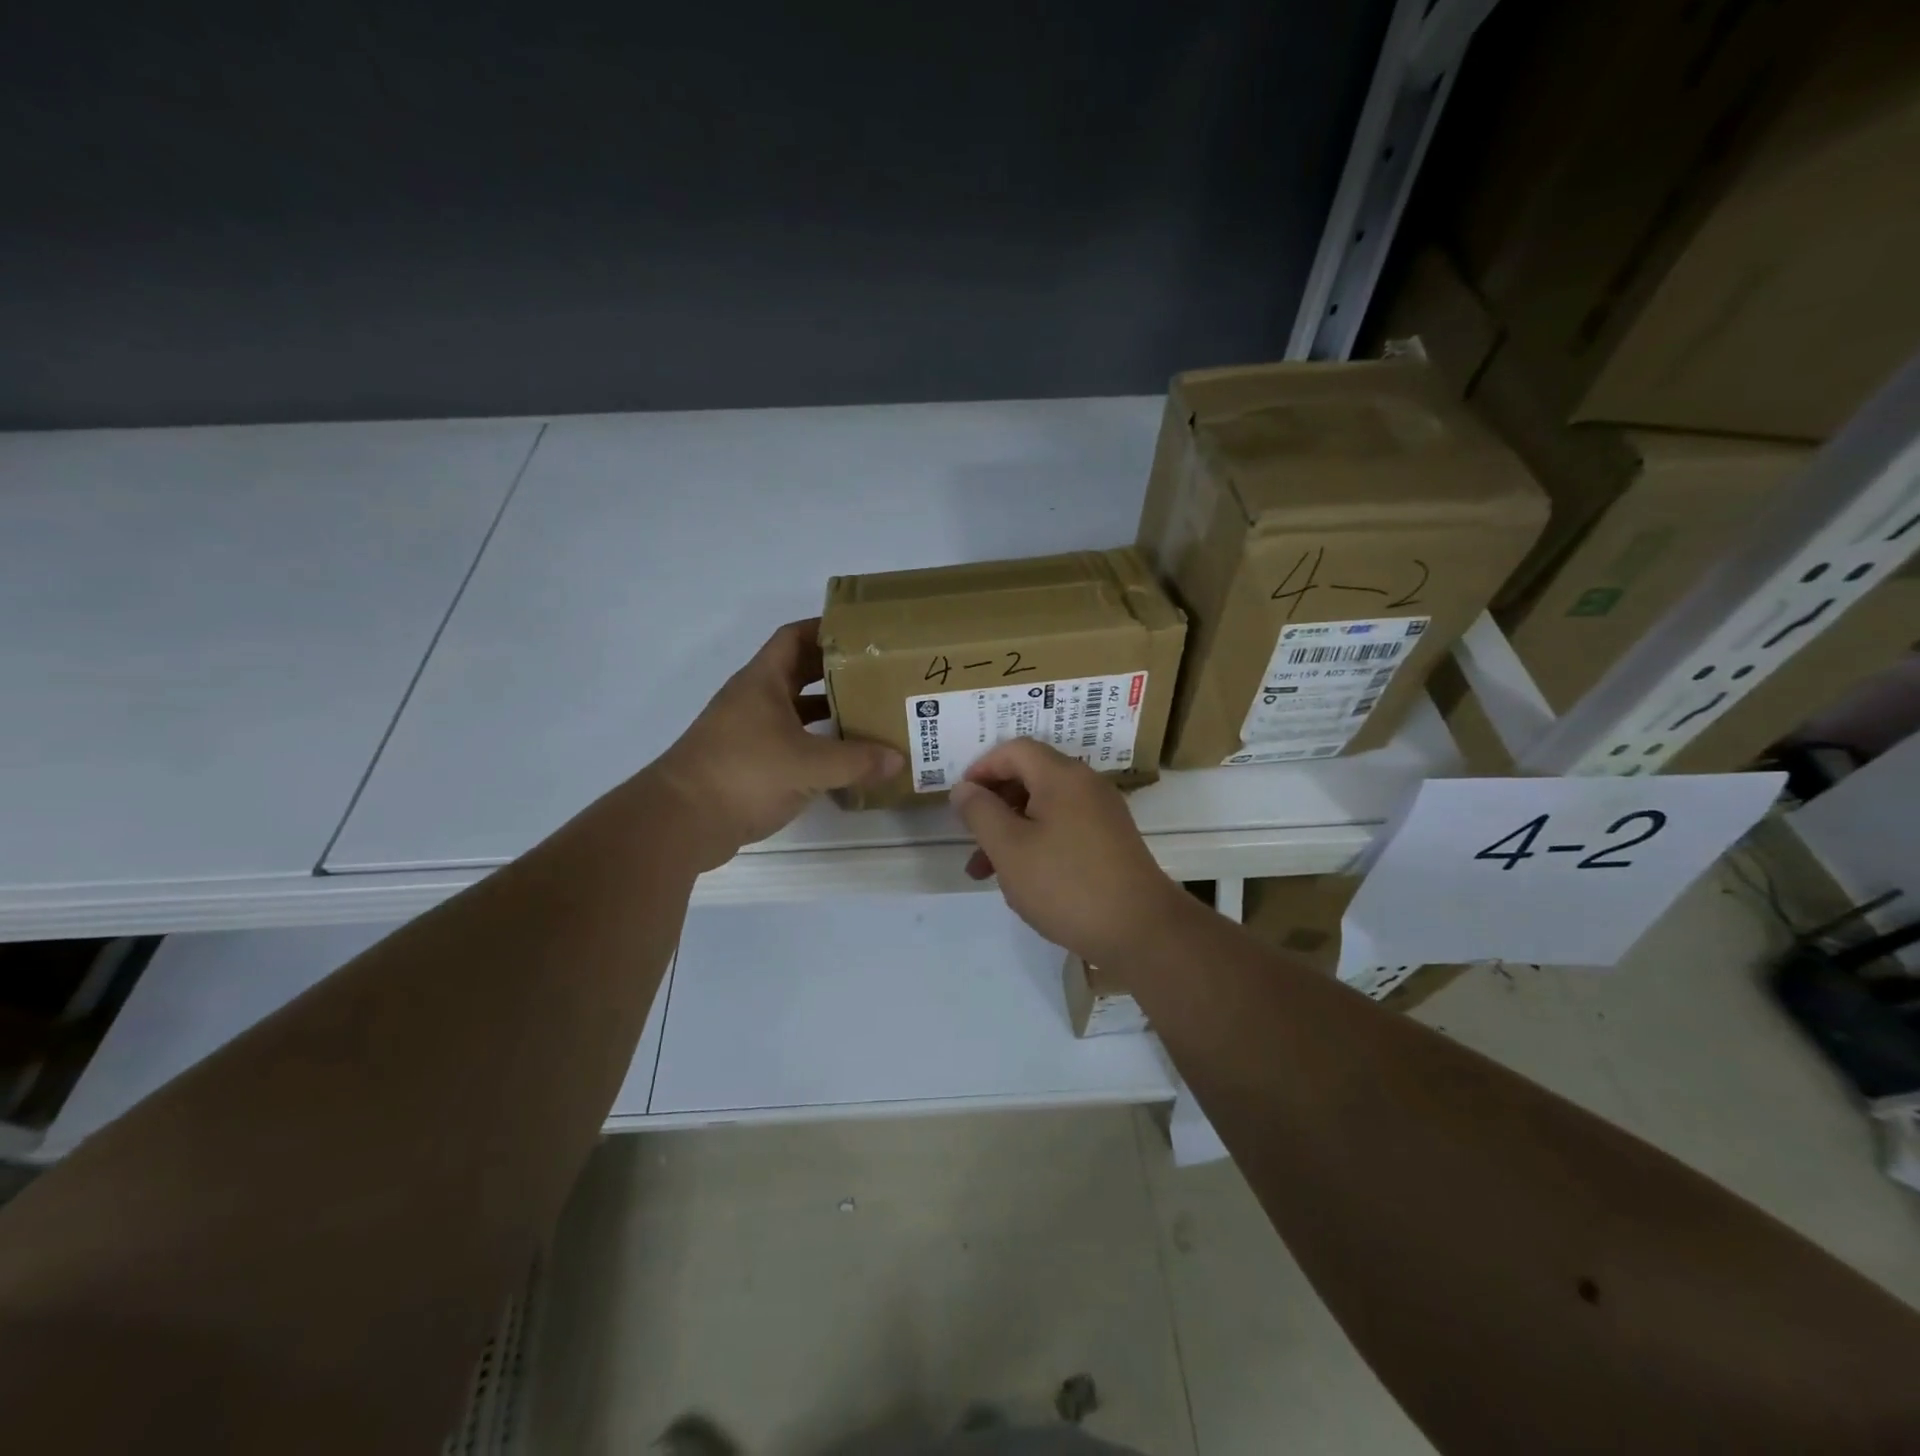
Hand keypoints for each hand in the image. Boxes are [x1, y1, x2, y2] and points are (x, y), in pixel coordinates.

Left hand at [654, 620, 901, 869]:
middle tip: (878, 676)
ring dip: (827, 711)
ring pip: (795, 710)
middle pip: (799, 673)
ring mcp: (748, 731)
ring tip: (869, 715)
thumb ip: (856, 761)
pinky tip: (842, 759)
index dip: (825, 629)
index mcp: (763, 682)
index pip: (794, 637)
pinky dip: (815, 744)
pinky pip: (790, 742)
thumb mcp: (809, 765)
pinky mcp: (747, 763)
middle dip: (836, 672)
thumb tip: (899, 759)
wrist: (681, 821)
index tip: (862, 635)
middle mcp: (754, 699)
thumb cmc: (744, 774)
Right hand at [949, 739, 1189, 964]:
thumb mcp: (1009, 848)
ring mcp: (1102, 814)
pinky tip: (1022, 881)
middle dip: (994, 805)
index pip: (1015, 750)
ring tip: (983, 872)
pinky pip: (1063, 829)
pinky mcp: (1110, 842)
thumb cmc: (1066, 884)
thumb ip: (980, 812)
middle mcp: (1086, 786)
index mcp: (1062, 777)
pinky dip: (1036, 844)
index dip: (982, 768)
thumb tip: (964, 788)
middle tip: (970, 837)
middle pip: (1030, 777)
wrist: (1141, 930)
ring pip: (1044, 809)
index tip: (960, 800)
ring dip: (1010, 831)